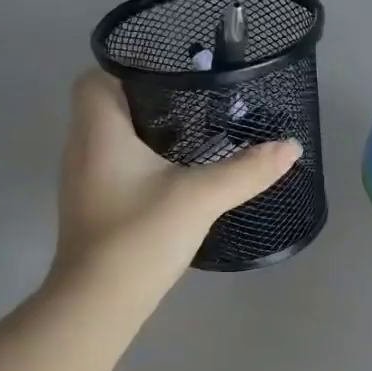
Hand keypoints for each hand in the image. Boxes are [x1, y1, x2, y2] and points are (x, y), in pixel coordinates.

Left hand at [51, 72, 300, 294]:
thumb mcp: (200, 197)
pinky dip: (139, 160)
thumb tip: (291, 146)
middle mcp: (81, 147)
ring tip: (192, 133)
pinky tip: (174, 175)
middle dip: (147, 99)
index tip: (171, 75)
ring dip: (144, 131)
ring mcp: (82, 179)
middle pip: (105, 105)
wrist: (99, 302)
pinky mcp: (91, 205)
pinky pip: (113, 165)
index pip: (95, 77)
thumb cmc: (140, 236)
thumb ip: (247, 170)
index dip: (128, 68)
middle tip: (194, 102)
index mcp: (97, 129)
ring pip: (110, 137)